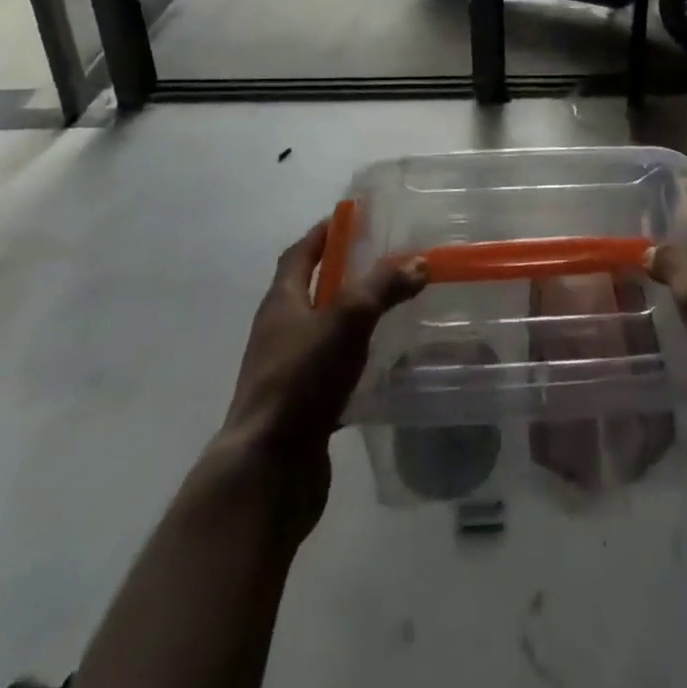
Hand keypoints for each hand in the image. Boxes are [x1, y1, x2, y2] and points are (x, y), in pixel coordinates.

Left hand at [206, 221, 423, 535]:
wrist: (268, 470)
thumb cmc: (301, 380)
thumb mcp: (347, 319)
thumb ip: (383, 286)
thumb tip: (418, 262)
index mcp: (281, 303)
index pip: (299, 255)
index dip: (323, 233)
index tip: (351, 217)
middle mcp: (279, 333)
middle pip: (310, 291)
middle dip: (343, 274)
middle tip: (385, 261)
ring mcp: (288, 372)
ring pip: (324, 333)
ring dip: (352, 319)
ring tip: (393, 310)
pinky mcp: (302, 407)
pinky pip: (332, 372)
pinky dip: (356, 362)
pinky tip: (385, 366)